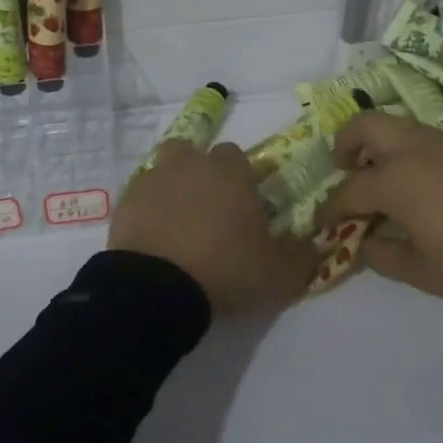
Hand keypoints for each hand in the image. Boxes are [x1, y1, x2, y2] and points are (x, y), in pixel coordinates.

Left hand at [110, 141, 316, 317]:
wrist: (158, 288)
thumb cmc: (225, 271)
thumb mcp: (278, 276)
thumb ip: (302, 257)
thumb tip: (316, 244)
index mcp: (230, 173)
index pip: (237, 155)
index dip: (240, 177)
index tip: (242, 204)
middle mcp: (192, 164)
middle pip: (196, 154)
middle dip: (203, 174)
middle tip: (209, 210)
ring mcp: (155, 178)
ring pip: (165, 166)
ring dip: (172, 183)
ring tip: (177, 217)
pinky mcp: (126, 199)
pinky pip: (141, 193)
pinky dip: (147, 206)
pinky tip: (153, 233)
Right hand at [314, 112, 442, 308]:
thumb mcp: (424, 273)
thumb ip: (384, 255)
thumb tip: (364, 242)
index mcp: (395, 180)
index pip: (349, 190)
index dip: (331, 208)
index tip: (321, 223)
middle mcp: (413, 150)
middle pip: (366, 126)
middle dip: (346, 143)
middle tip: (345, 168)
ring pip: (396, 125)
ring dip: (378, 144)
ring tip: (380, 175)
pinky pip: (423, 136)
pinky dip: (406, 149)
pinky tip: (418, 180)